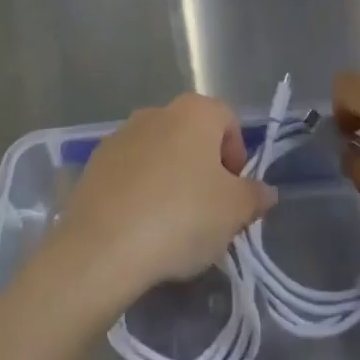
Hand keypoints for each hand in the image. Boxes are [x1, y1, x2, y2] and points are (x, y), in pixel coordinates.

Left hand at [56, 93, 275, 303]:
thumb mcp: (234, 212)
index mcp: (195, 112)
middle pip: (193, 136)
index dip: (238, 157)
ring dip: (171, 179)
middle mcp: (157, 112)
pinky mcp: (94, 164)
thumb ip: (254, 196)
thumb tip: (265, 191)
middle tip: (208, 211)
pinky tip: (140, 227)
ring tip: (172, 225)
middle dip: (204, 168)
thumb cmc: (180, 217)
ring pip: (160, 154)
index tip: (235, 194)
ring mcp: (121, 135)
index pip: (229, 122)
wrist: (101, 248)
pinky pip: (130, 173)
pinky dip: (140, 191)